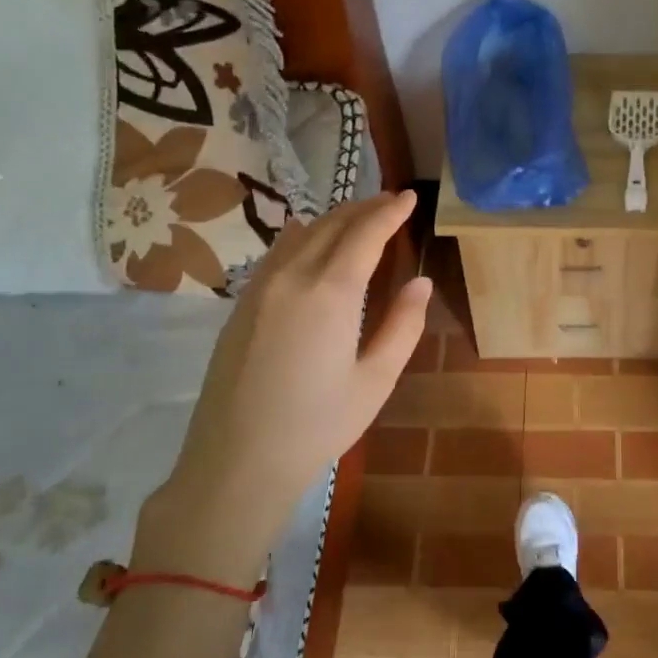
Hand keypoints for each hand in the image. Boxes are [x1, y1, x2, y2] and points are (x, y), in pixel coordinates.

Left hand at [130, 191, 430, 584]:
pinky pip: (277, 253)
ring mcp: (260, 288)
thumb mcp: (376, 379)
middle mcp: (292, 277)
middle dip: (365, 208)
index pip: (365, 234)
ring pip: (300, 234)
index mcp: (331, 293)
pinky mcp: (241, 305)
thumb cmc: (318, 425)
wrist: (237, 461)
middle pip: (331, 225)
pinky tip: (311, 241)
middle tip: (391, 201)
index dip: (390, 212)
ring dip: (334, 218)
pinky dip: (304, 236)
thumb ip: (403, 325)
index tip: (410, 197)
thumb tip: (420, 281)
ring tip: (359, 217)